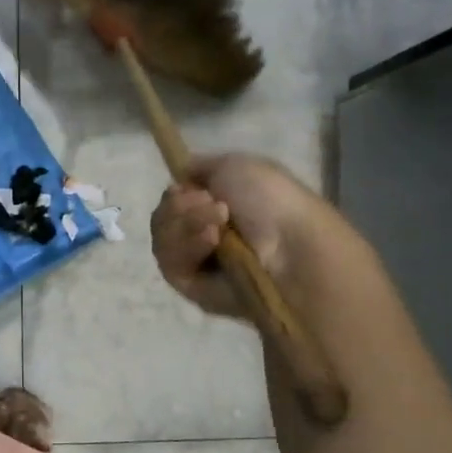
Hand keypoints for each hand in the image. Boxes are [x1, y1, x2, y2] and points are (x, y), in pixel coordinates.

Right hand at [150, 153, 336, 319]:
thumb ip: (201, 166)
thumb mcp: (235, 165)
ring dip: (185, 224)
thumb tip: (181, 174)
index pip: (173, 199)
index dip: (175, 192)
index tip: (185, 187)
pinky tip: (211, 242)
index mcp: (214, 206)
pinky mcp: (190, 287)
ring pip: (162, 237)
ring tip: (217, 226)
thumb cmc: (271, 201)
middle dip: (180, 207)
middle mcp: (202, 233)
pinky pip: (169, 262)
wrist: (289, 247)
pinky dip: (187, 246)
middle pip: (162, 217)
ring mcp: (195, 261)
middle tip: (210, 204)